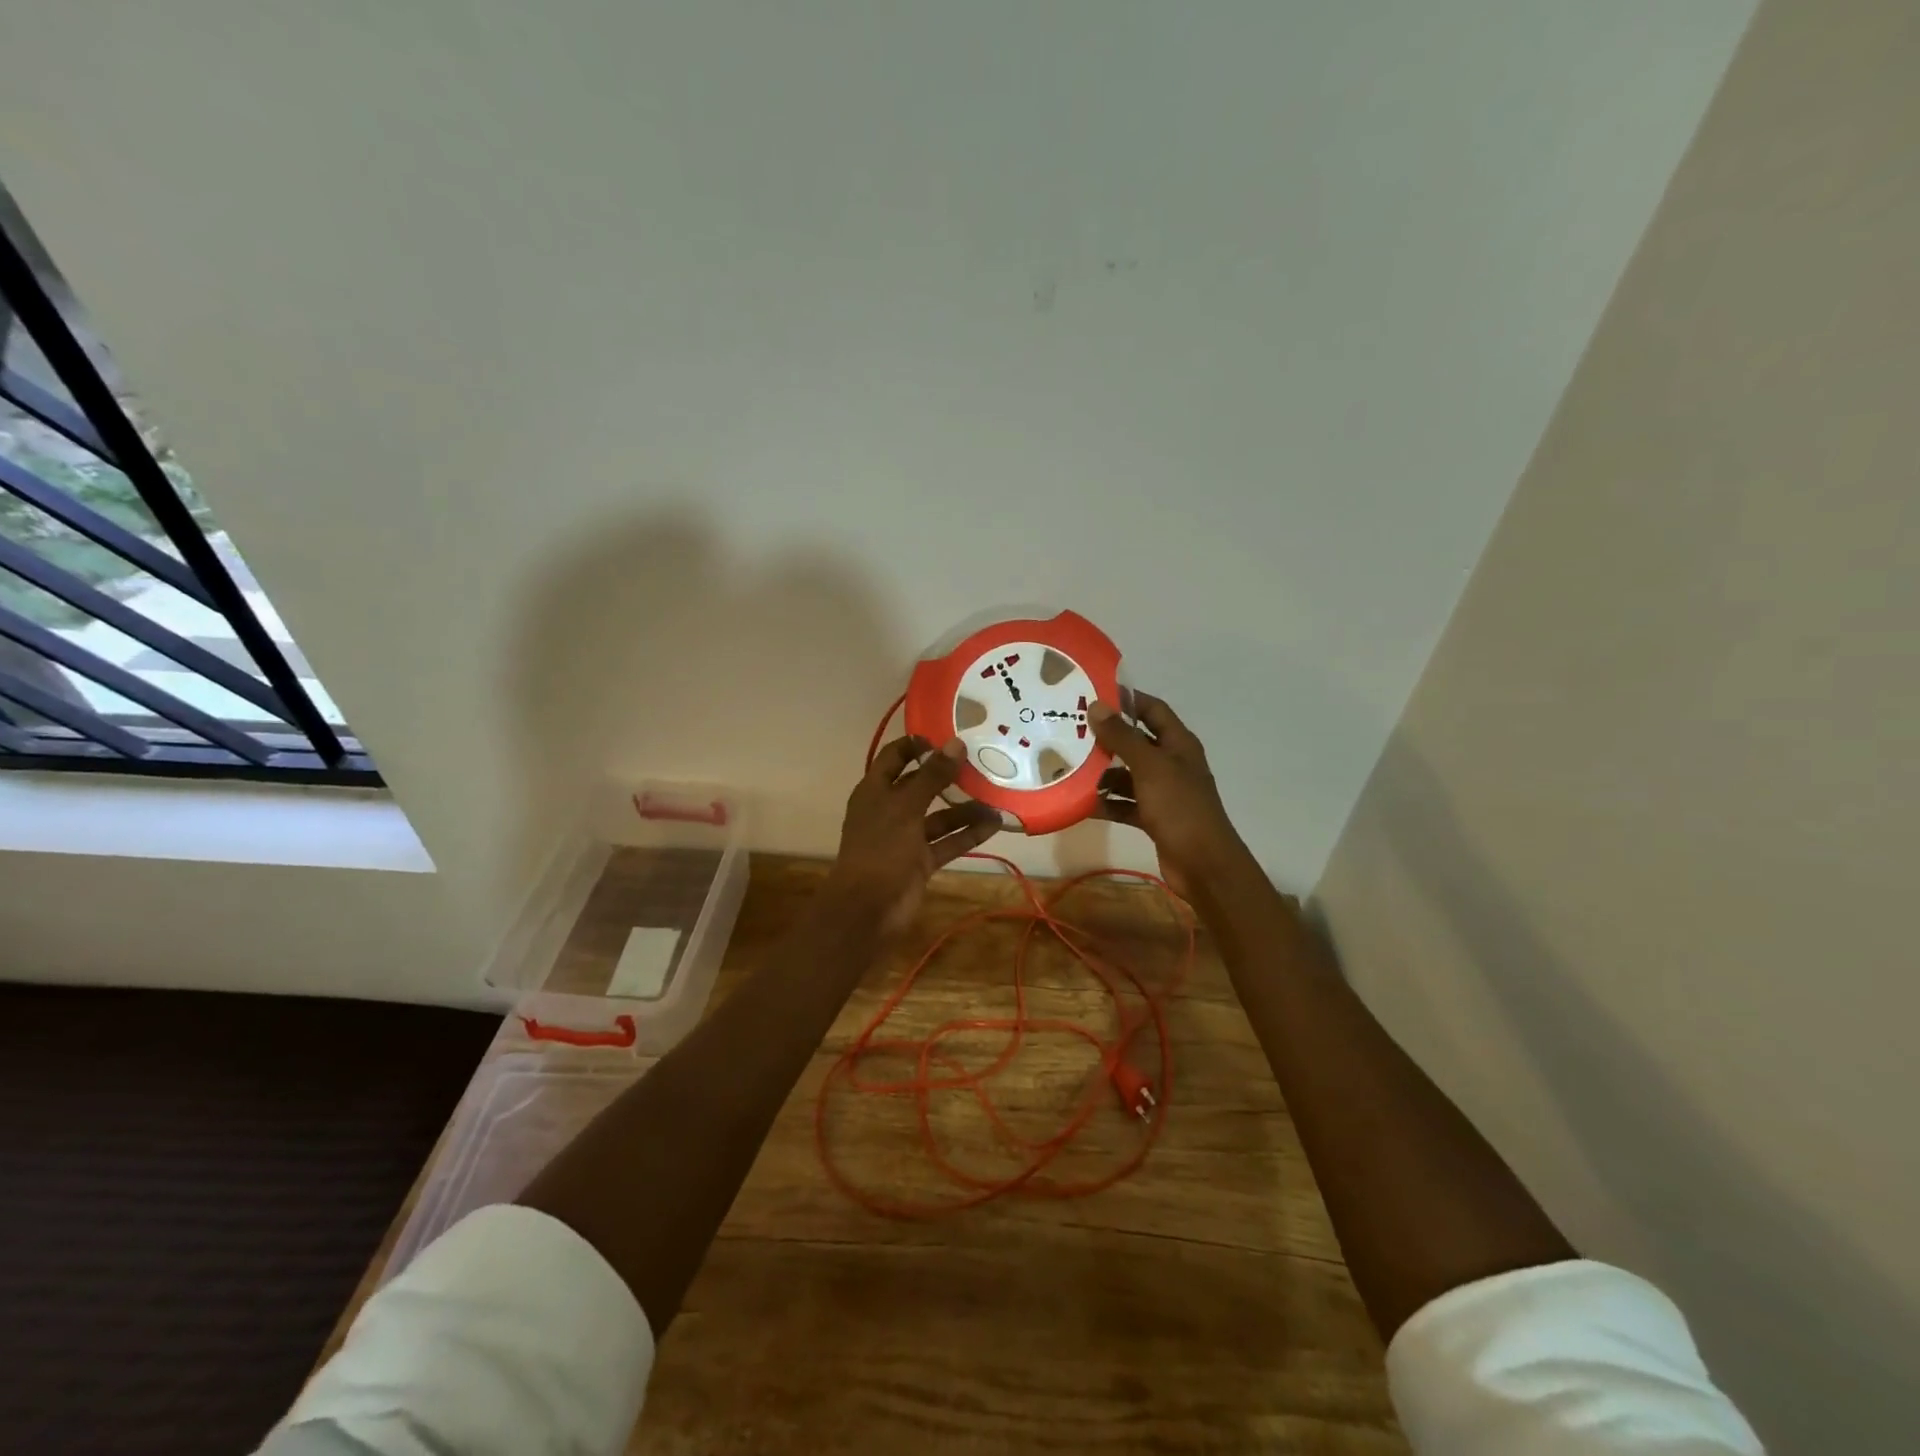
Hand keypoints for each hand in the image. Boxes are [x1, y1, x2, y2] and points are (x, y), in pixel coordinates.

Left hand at [825, 735, 1000, 934]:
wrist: (868, 909)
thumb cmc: (881, 848)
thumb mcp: (906, 807)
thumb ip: (932, 776)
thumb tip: (956, 744)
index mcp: (875, 791)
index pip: (894, 757)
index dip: (916, 744)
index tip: (947, 737)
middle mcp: (890, 810)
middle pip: (921, 785)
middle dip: (949, 776)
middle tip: (981, 762)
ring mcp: (906, 837)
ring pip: (939, 816)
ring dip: (966, 808)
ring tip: (998, 797)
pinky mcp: (921, 861)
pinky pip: (948, 841)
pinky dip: (969, 834)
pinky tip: (996, 825)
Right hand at [1090, 693, 1251, 901]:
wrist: (1203, 865)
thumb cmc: (1179, 808)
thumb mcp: (1149, 767)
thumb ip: (1123, 737)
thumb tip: (1096, 706)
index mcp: (1178, 744)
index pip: (1152, 710)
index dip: (1127, 699)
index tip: (1093, 694)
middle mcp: (1171, 764)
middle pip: (1136, 742)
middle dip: (1106, 738)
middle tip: (1070, 731)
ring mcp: (1163, 792)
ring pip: (1127, 775)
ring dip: (1102, 773)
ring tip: (1067, 766)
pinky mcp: (1153, 818)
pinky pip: (1124, 803)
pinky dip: (1106, 802)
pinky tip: (1079, 802)